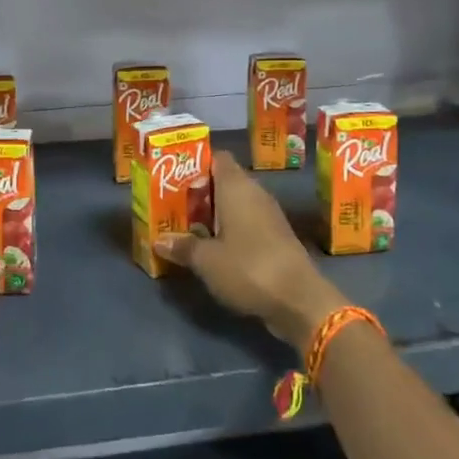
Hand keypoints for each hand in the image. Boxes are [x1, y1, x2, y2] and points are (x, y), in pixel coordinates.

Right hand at [157, 152, 345, 350]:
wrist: (299, 300)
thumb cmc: (249, 268)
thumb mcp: (207, 260)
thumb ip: (183, 246)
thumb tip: (158, 240)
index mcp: (236, 187)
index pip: (217, 158)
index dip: (196, 163)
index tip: (174, 176)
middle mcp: (254, 193)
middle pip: (224, 181)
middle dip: (200, 192)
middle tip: (173, 205)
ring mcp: (268, 215)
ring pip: (236, 204)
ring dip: (214, 213)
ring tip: (187, 226)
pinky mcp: (276, 237)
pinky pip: (247, 223)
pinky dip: (230, 229)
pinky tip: (213, 247)